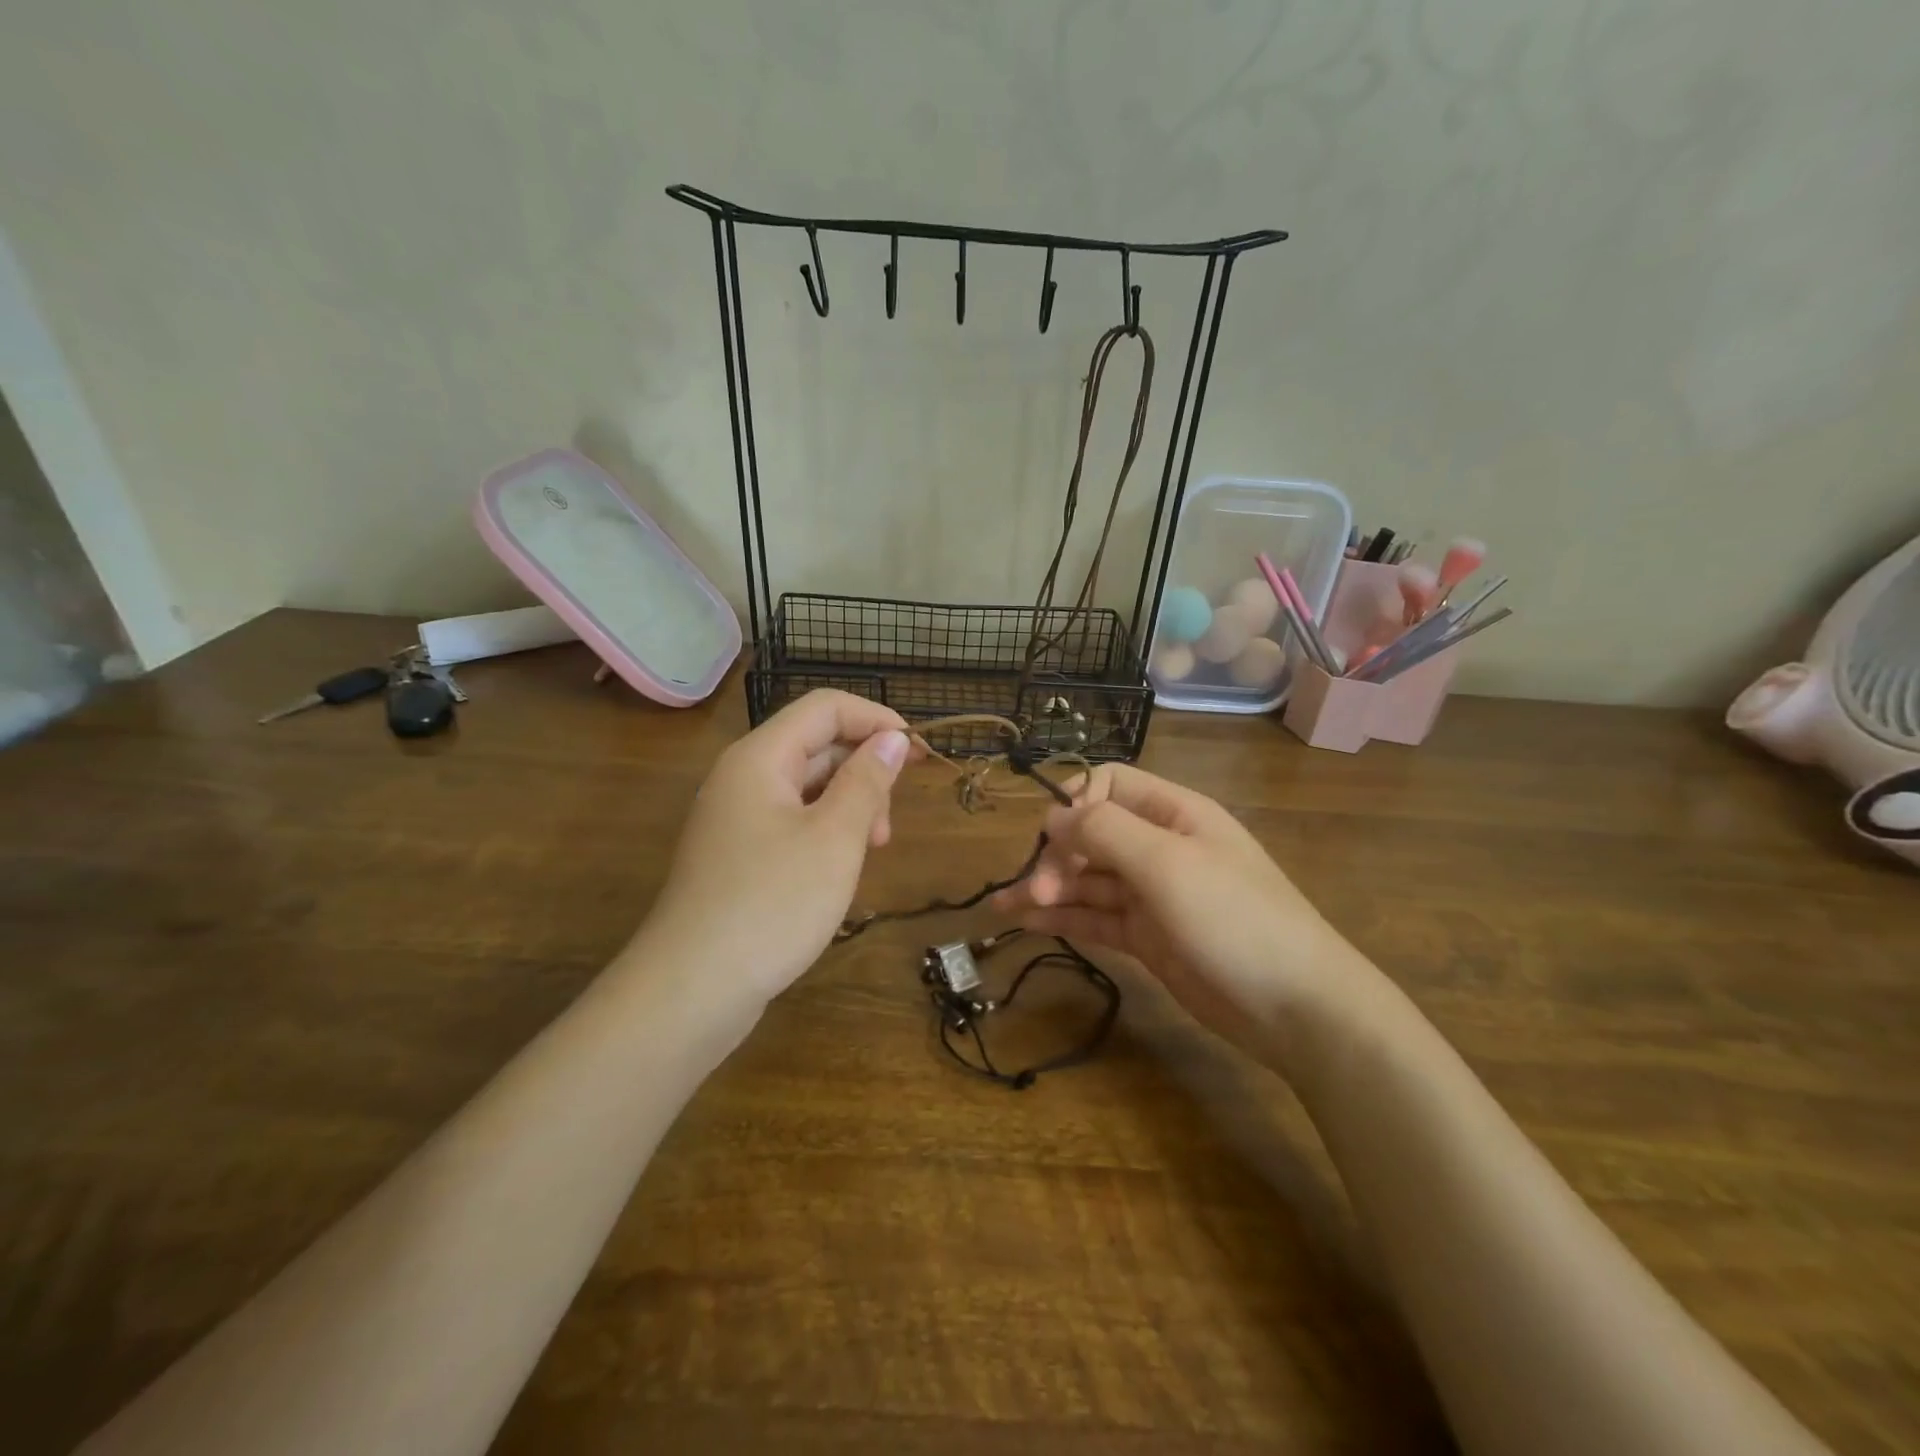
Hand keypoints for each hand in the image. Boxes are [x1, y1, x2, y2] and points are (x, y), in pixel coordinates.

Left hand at [638, 690, 915, 1005]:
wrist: (691, 990)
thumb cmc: (772, 904)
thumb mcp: (835, 839)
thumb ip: (867, 781)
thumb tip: (892, 738)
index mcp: (761, 758)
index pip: (826, 708)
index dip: (877, 719)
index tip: (919, 754)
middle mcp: (743, 777)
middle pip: (816, 745)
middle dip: (865, 770)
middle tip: (889, 826)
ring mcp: (737, 817)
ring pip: (807, 786)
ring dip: (849, 805)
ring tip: (872, 850)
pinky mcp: (738, 854)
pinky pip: (792, 821)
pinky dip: (826, 831)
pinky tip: (842, 867)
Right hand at [992, 764, 1373, 1062]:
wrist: (1297, 1008)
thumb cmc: (1234, 919)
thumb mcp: (1167, 864)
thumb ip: (1105, 831)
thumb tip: (1053, 816)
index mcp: (1174, 814)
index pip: (1109, 785)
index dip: (1076, 803)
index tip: (1055, 841)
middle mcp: (1161, 847)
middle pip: (1092, 835)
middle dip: (1057, 856)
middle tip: (1035, 890)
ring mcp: (1154, 895)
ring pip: (1089, 880)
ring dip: (1049, 889)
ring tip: (1005, 907)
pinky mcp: (1148, 937)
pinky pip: (1097, 917)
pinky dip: (1063, 918)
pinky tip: (1027, 922)